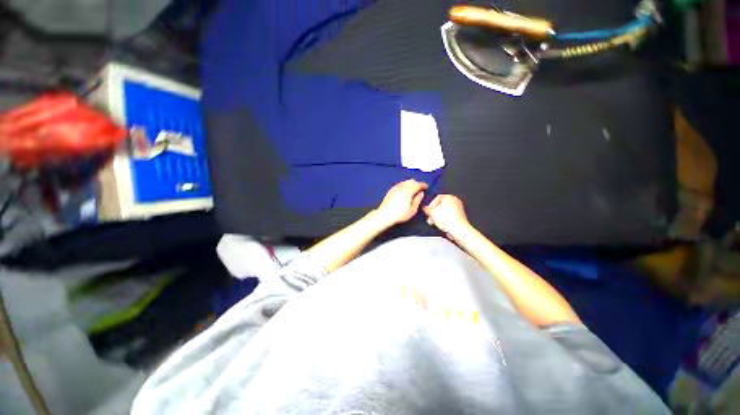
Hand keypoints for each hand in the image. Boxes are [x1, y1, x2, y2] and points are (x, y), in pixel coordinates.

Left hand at [375, 179, 427, 225]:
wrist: (385, 215)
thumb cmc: (399, 214)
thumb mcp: (412, 210)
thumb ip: (418, 200)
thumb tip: (421, 194)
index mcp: (408, 191)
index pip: (418, 184)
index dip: (423, 185)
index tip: (426, 187)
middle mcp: (401, 187)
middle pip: (411, 181)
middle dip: (417, 184)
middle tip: (420, 189)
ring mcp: (395, 188)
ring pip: (405, 182)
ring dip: (410, 184)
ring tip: (413, 190)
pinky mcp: (391, 190)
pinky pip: (400, 184)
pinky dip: (405, 186)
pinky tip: (405, 192)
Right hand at [423, 195, 470, 237]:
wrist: (458, 229)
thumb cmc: (448, 219)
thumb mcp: (432, 213)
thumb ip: (427, 209)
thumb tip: (425, 208)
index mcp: (449, 197)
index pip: (436, 198)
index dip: (430, 205)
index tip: (427, 211)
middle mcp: (455, 201)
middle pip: (440, 205)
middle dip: (433, 212)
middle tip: (430, 217)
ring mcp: (458, 208)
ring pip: (444, 211)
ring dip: (437, 217)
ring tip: (433, 222)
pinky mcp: (460, 216)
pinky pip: (449, 216)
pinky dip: (444, 219)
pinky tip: (440, 224)